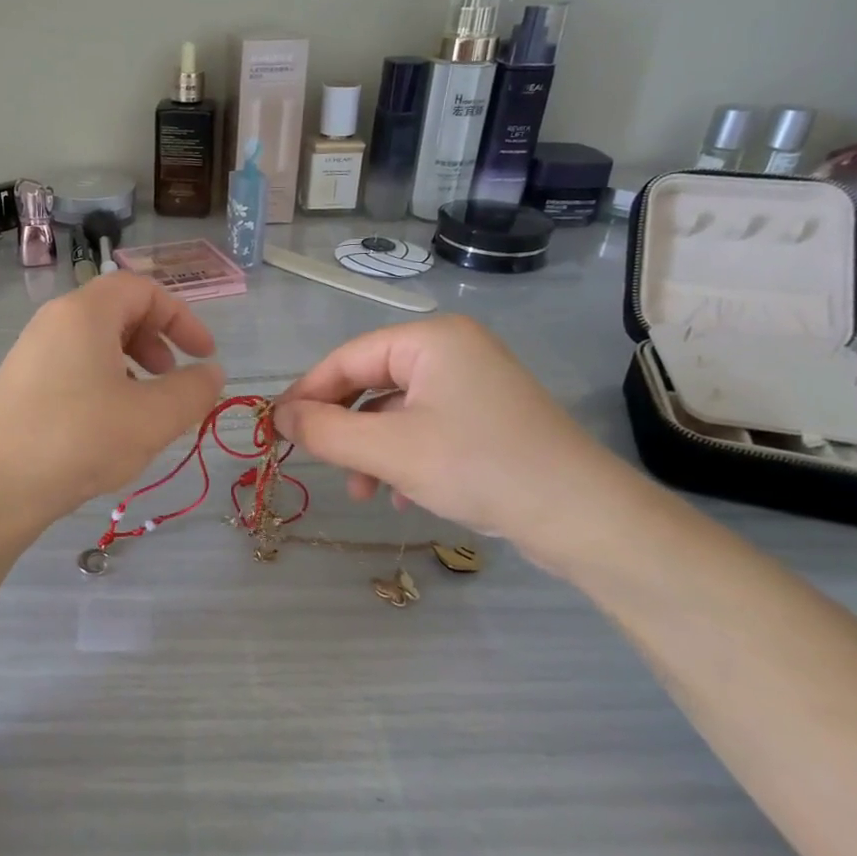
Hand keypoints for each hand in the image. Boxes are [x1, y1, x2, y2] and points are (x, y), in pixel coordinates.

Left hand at [0, 276, 225, 528]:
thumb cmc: (78, 439)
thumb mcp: (151, 418)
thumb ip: (193, 391)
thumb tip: (212, 373)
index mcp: (85, 313)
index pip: (142, 289)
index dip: (182, 317)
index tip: (204, 354)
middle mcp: (53, 323)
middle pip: (116, 311)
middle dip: (155, 340)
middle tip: (170, 377)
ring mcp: (30, 354)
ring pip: (93, 344)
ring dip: (129, 366)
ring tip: (142, 408)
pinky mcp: (18, 386)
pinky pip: (71, 368)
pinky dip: (102, 384)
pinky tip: (106, 428)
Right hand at [275, 315, 640, 561]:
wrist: (581, 515)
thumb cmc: (478, 467)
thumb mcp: (389, 451)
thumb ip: (325, 431)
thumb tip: (277, 417)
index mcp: (430, 339)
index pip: (347, 358)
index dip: (306, 393)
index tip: (275, 428)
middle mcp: (452, 351)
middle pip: (371, 382)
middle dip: (343, 427)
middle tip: (316, 461)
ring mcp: (473, 384)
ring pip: (396, 411)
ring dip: (370, 450)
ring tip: (362, 492)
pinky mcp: (486, 417)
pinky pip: (424, 427)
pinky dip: (402, 457)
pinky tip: (400, 496)